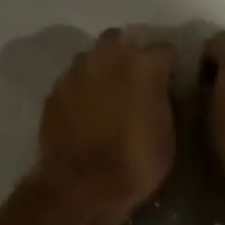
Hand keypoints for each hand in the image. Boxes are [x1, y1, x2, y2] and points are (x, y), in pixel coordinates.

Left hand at [35, 28, 176, 224]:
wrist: (80, 184)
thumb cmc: (135, 162)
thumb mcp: (168, 135)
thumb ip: (165, 101)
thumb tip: (162, 90)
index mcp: (143, 64)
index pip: (164, 49)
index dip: (168, 66)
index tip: (169, 82)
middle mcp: (108, 56)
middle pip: (122, 40)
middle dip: (129, 54)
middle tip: (135, 80)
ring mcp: (77, 70)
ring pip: (93, 55)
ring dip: (102, 67)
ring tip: (107, 92)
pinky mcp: (55, 88)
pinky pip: (73, 78)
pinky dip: (82, 87)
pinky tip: (85, 108)